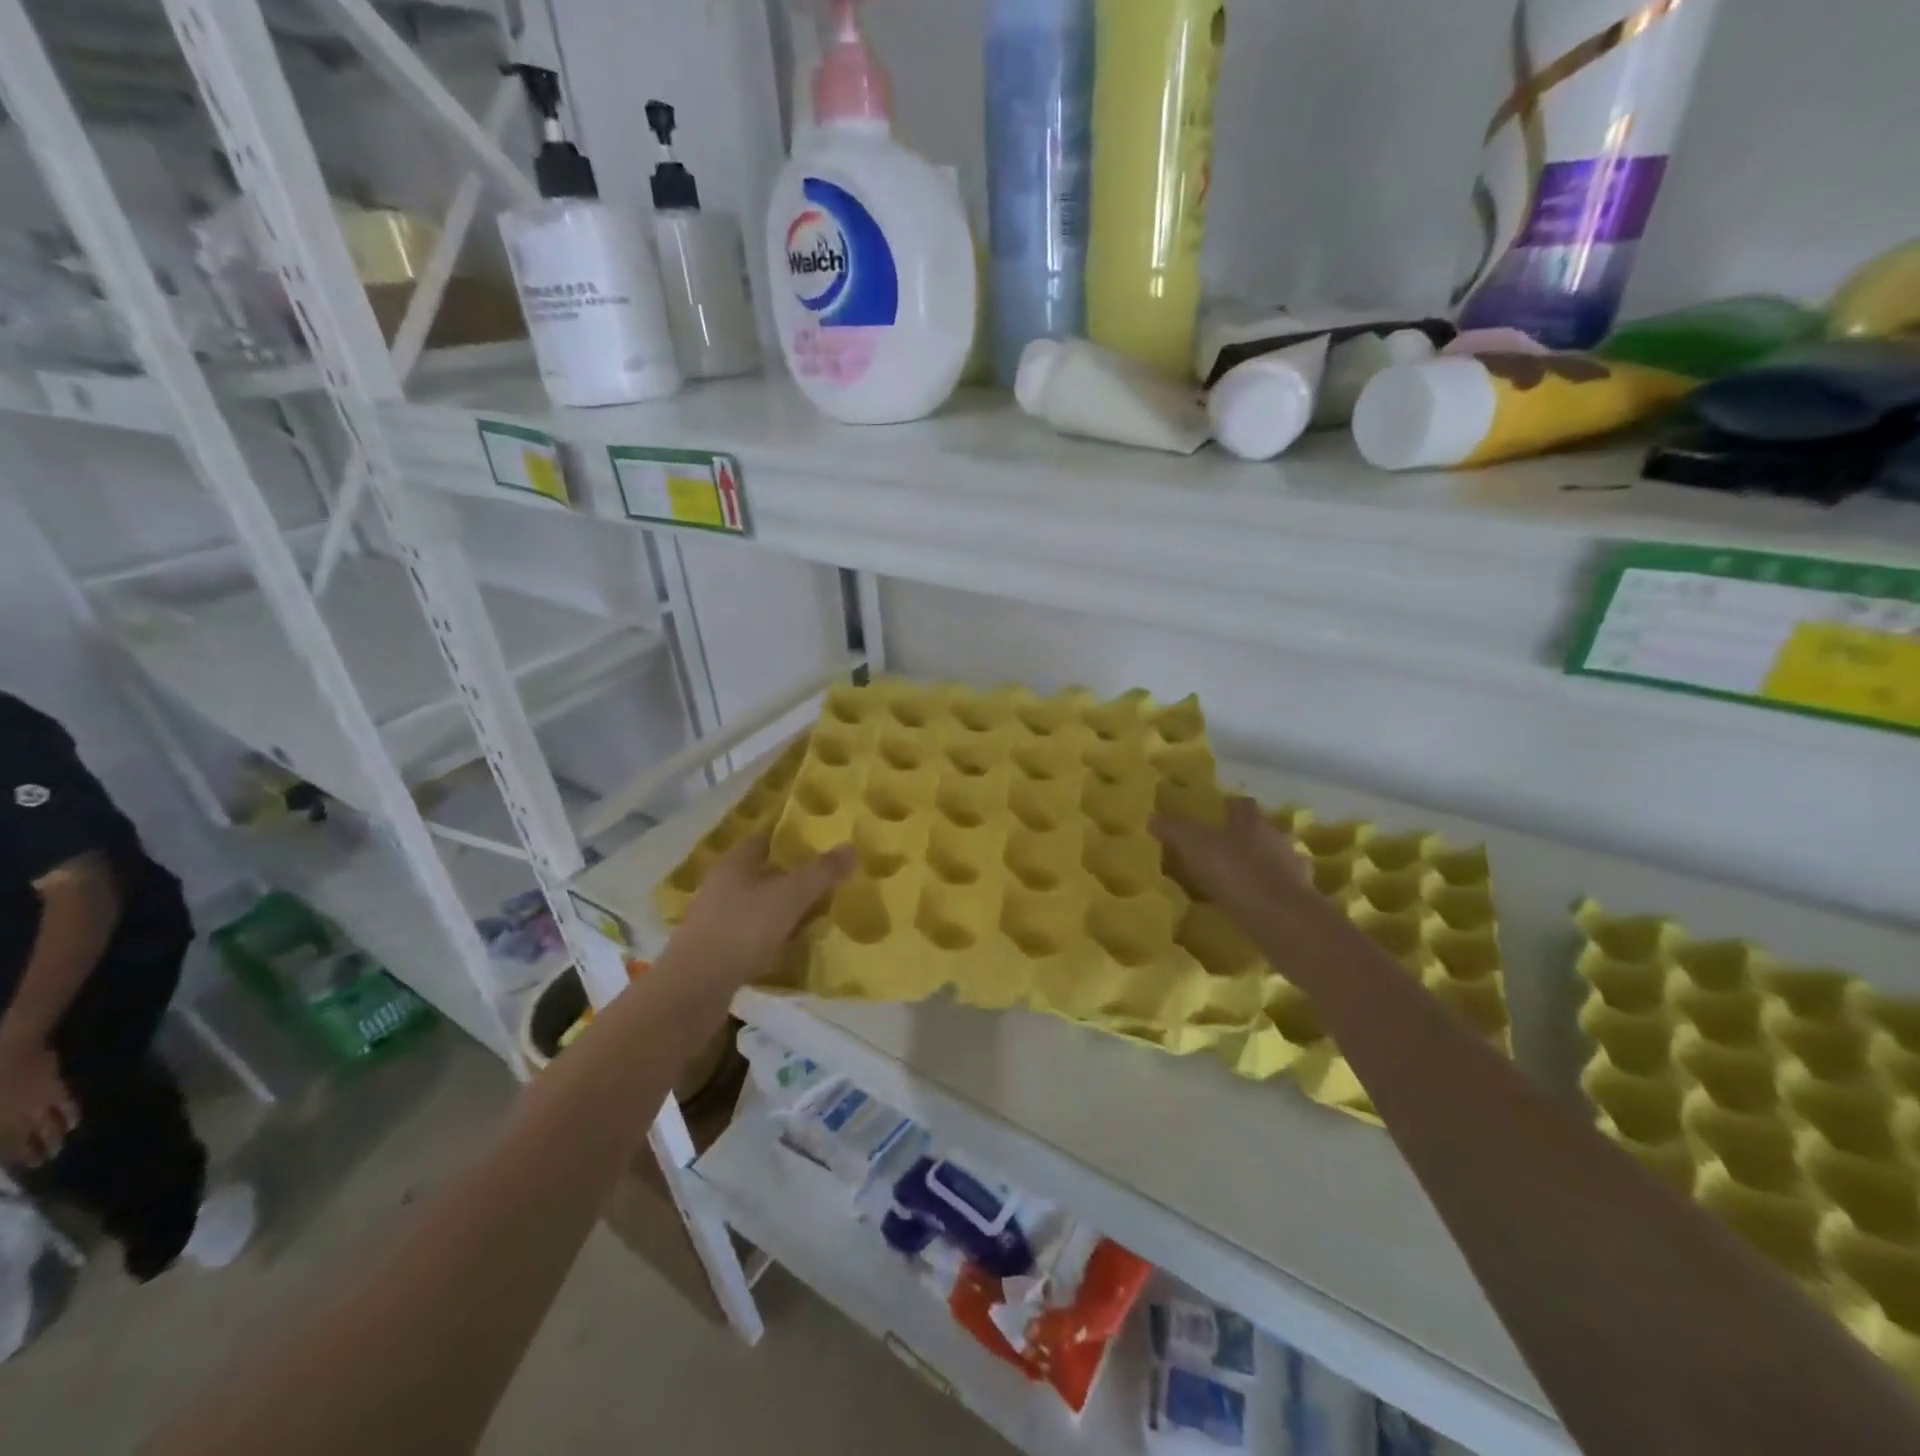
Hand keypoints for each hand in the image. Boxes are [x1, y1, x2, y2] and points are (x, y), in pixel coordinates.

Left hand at [0, 1036, 79, 1168]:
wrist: (14, 1047)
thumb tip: (4, 1135)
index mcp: (0, 1121)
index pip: (10, 1144)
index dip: (17, 1156)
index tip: (26, 1167)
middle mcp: (21, 1115)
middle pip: (32, 1136)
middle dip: (39, 1150)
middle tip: (47, 1161)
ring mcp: (41, 1100)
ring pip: (52, 1122)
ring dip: (57, 1135)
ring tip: (62, 1146)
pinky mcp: (55, 1087)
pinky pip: (67, 1103)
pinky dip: (72, 1113)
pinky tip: (76, 1122)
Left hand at [665, 835, 855, 990]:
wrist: (694, 989)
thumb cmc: (742, 930)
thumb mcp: (790, 897)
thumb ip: (822, 872)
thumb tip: (852, 846)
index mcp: (735, 861)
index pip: (766, 838)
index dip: (792, 838)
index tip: (820, 841)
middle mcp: (722, 883)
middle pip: (763, 871)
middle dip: (792, 874)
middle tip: (827, 878)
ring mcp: (716, 917)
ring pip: (758, 903)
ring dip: (783, 907)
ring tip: (816, 912)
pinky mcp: (716, 948)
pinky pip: (752, 931)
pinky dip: (773, 933)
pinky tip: (792, 943)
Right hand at [1152, 797, 1316, 933]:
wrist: (1281, 918)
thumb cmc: (1236, 872)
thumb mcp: (1194, 846)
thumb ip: (1174, 830)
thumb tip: (1153, 817)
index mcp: (1252, 821)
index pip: (1241, 804)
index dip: (1227, 808)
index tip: (1213, 816)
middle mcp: (1276, 837)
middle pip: (1260, 831)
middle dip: (1243, 838)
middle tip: (1219, 850)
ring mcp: (1293, 868)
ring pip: (1274, 859)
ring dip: (1259, 866)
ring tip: (1235, 881)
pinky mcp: (1302, 898)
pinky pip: (1281, 889)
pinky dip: (1268, 894)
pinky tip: (1253, 905)